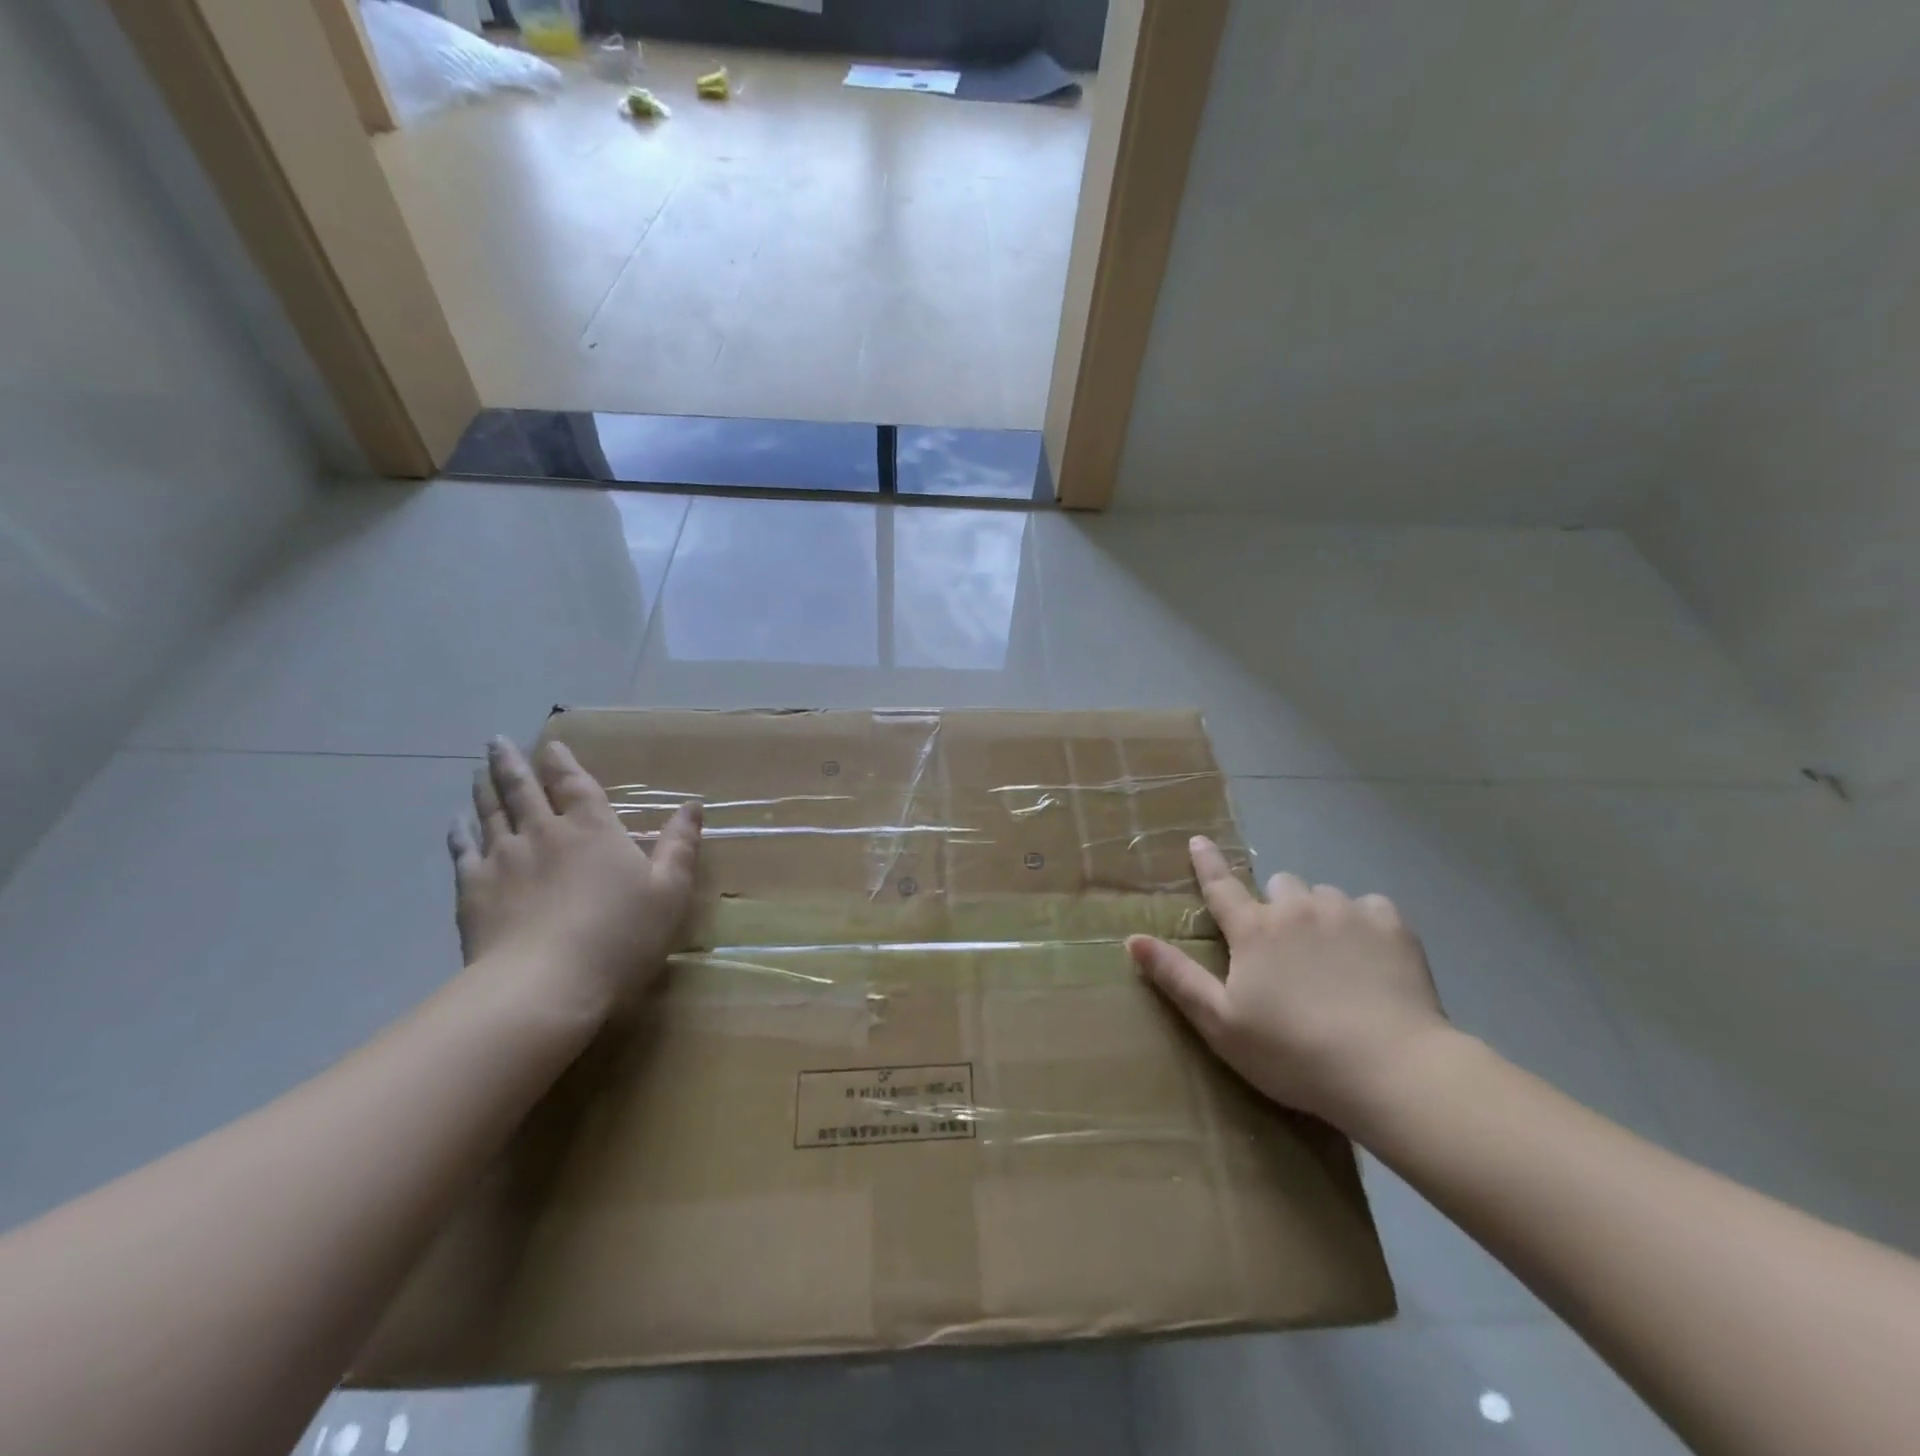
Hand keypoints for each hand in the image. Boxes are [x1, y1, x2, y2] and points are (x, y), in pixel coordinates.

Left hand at [449, 738, 700, 1018]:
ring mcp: (503, 859)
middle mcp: (544, 832)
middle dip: (510, 763)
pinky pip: (463, 852)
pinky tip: (456, 824)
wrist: (543, 986)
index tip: (549, 745)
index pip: (574, 783)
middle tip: (495, 743)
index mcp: (593, 828)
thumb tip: (692, 805)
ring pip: (490, 813)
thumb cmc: (619, 936)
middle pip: (522, 789)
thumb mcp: (670, 891)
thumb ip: (680, 845)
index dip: (561, 762)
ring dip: (484, 788)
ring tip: (476, 771)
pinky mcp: (474, 890)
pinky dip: (459, 833)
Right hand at [1127, 836, 1450, 1127]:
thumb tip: (1133, 939)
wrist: (1390, 1069)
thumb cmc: (1293, 1052)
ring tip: (1333, 957)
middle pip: (1280, 884)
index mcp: (1253, 930)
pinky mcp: (1392, 926)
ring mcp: (1346, 911)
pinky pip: (1371, 906)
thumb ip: (1176, 977)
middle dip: (1278, 905)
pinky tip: (1372, 956)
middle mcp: (1296, 907)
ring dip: (1319, 914)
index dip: (1206, 862)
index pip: (1220, 885)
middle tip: (1287, 947)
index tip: (1198, 840)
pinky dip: (1365, 923)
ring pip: (1324, 894)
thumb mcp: (1220, 1023)